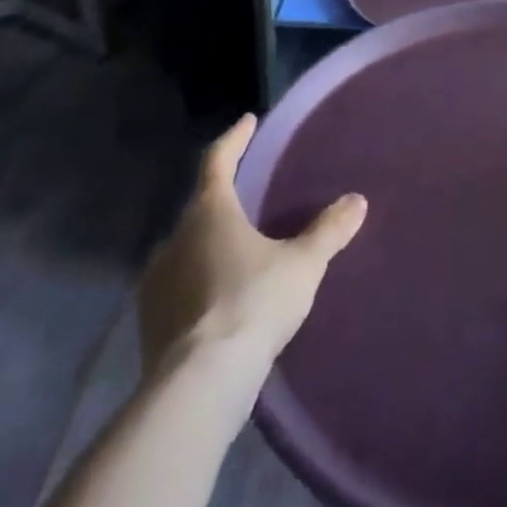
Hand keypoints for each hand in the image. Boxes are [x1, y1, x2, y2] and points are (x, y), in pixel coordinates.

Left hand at [138, 115, 366, 372]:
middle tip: (249, 195)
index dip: (234, 139)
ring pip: (185, 248)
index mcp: (210, 213)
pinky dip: (197, 281)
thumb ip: (329, 230)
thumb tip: (357, 200)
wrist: (198, 385)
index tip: (248, 121)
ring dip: (208, 244)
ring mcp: (155, 283)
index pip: (218, 161)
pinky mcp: (148, 323)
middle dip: (224, 198)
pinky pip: (177, 286)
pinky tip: (218, 297)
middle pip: (200, 206)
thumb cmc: (253, 303)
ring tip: (237, 250)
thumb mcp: (303, 264)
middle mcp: (175, 239)